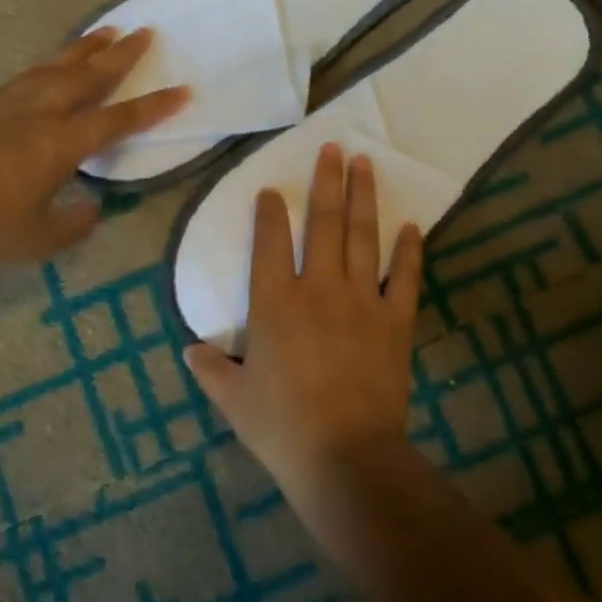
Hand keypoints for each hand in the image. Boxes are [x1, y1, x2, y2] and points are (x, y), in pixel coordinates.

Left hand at [0, 27, 187, 274]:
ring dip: (86, 47)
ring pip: (57, 66)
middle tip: (145, 31)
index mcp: (60, 144)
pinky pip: (30, 73)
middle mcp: (40, 113)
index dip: (154, 107)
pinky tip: (54, 62)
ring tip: (106, 30)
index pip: (119, 120)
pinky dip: (52, 61)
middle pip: (89, 75)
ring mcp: (10, 105)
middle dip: (121, 54)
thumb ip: (77, 222)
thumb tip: (95, 207)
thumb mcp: (41, 239)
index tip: (183, 90)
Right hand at [185, 143, 424, 499]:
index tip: (272, 189)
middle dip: (327, 180)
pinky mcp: (395, 319)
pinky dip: (409, 250)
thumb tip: (190, 351)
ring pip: (362, 235)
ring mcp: (361, 299)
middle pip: (323, 222)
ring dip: (363, 197)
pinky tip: (412, 225)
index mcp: (275, 302)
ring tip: (365, 163)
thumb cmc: (282, 427)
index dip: (270, 211)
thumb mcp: (235, 400)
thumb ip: (211, 370)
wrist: (345, 454)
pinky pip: (404, 276)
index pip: (269, 242)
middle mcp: (319, 287)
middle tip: (333, 147)